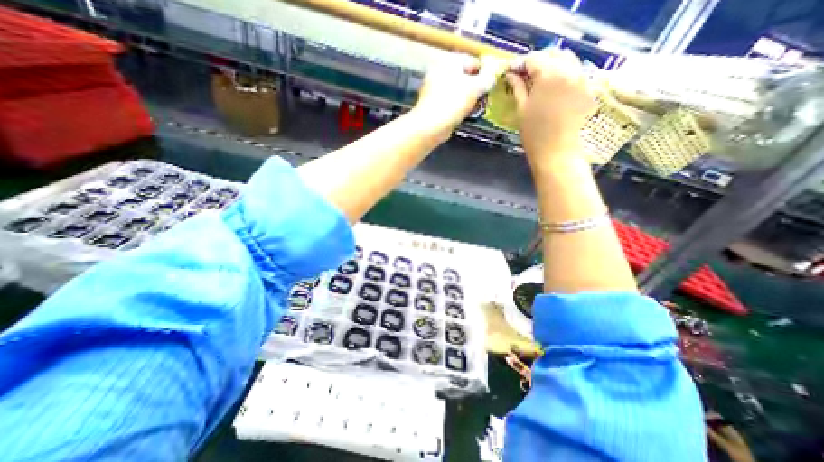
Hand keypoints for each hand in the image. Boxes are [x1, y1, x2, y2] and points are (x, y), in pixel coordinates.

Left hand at [413, 54, 502, 140]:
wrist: (430, 126)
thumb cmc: (453, 102)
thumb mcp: (475, 87)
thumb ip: (488, 77)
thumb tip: (494, 72)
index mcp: (449, 61)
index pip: (472, 60)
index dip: (484, 72)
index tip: (492, 84)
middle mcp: (439, 71)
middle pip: (464, 77)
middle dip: (476, 87)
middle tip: (485, 98)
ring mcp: (433, 89)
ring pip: (457, 91)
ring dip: (468, 99)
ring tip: (476, 108)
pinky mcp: (432, 105)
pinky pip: (450, 103)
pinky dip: (458, 107)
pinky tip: (465, 115)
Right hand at [506, 49, 594, 170]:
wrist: (556, 150)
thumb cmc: (534, 133)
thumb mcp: (522, 109)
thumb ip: (518, 88)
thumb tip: (511, 74)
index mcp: (549, 75)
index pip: (534, 58)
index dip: (521, 63)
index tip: (512, 72)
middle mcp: (569, 70)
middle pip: (553, 53)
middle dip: (538, 61)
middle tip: (526, 75)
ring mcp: (582, 78)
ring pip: (567, 59)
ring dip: (553, 64)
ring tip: (540, 80)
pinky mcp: (588, 88)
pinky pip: (576, 71)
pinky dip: (564, 73)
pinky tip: (554, 87)